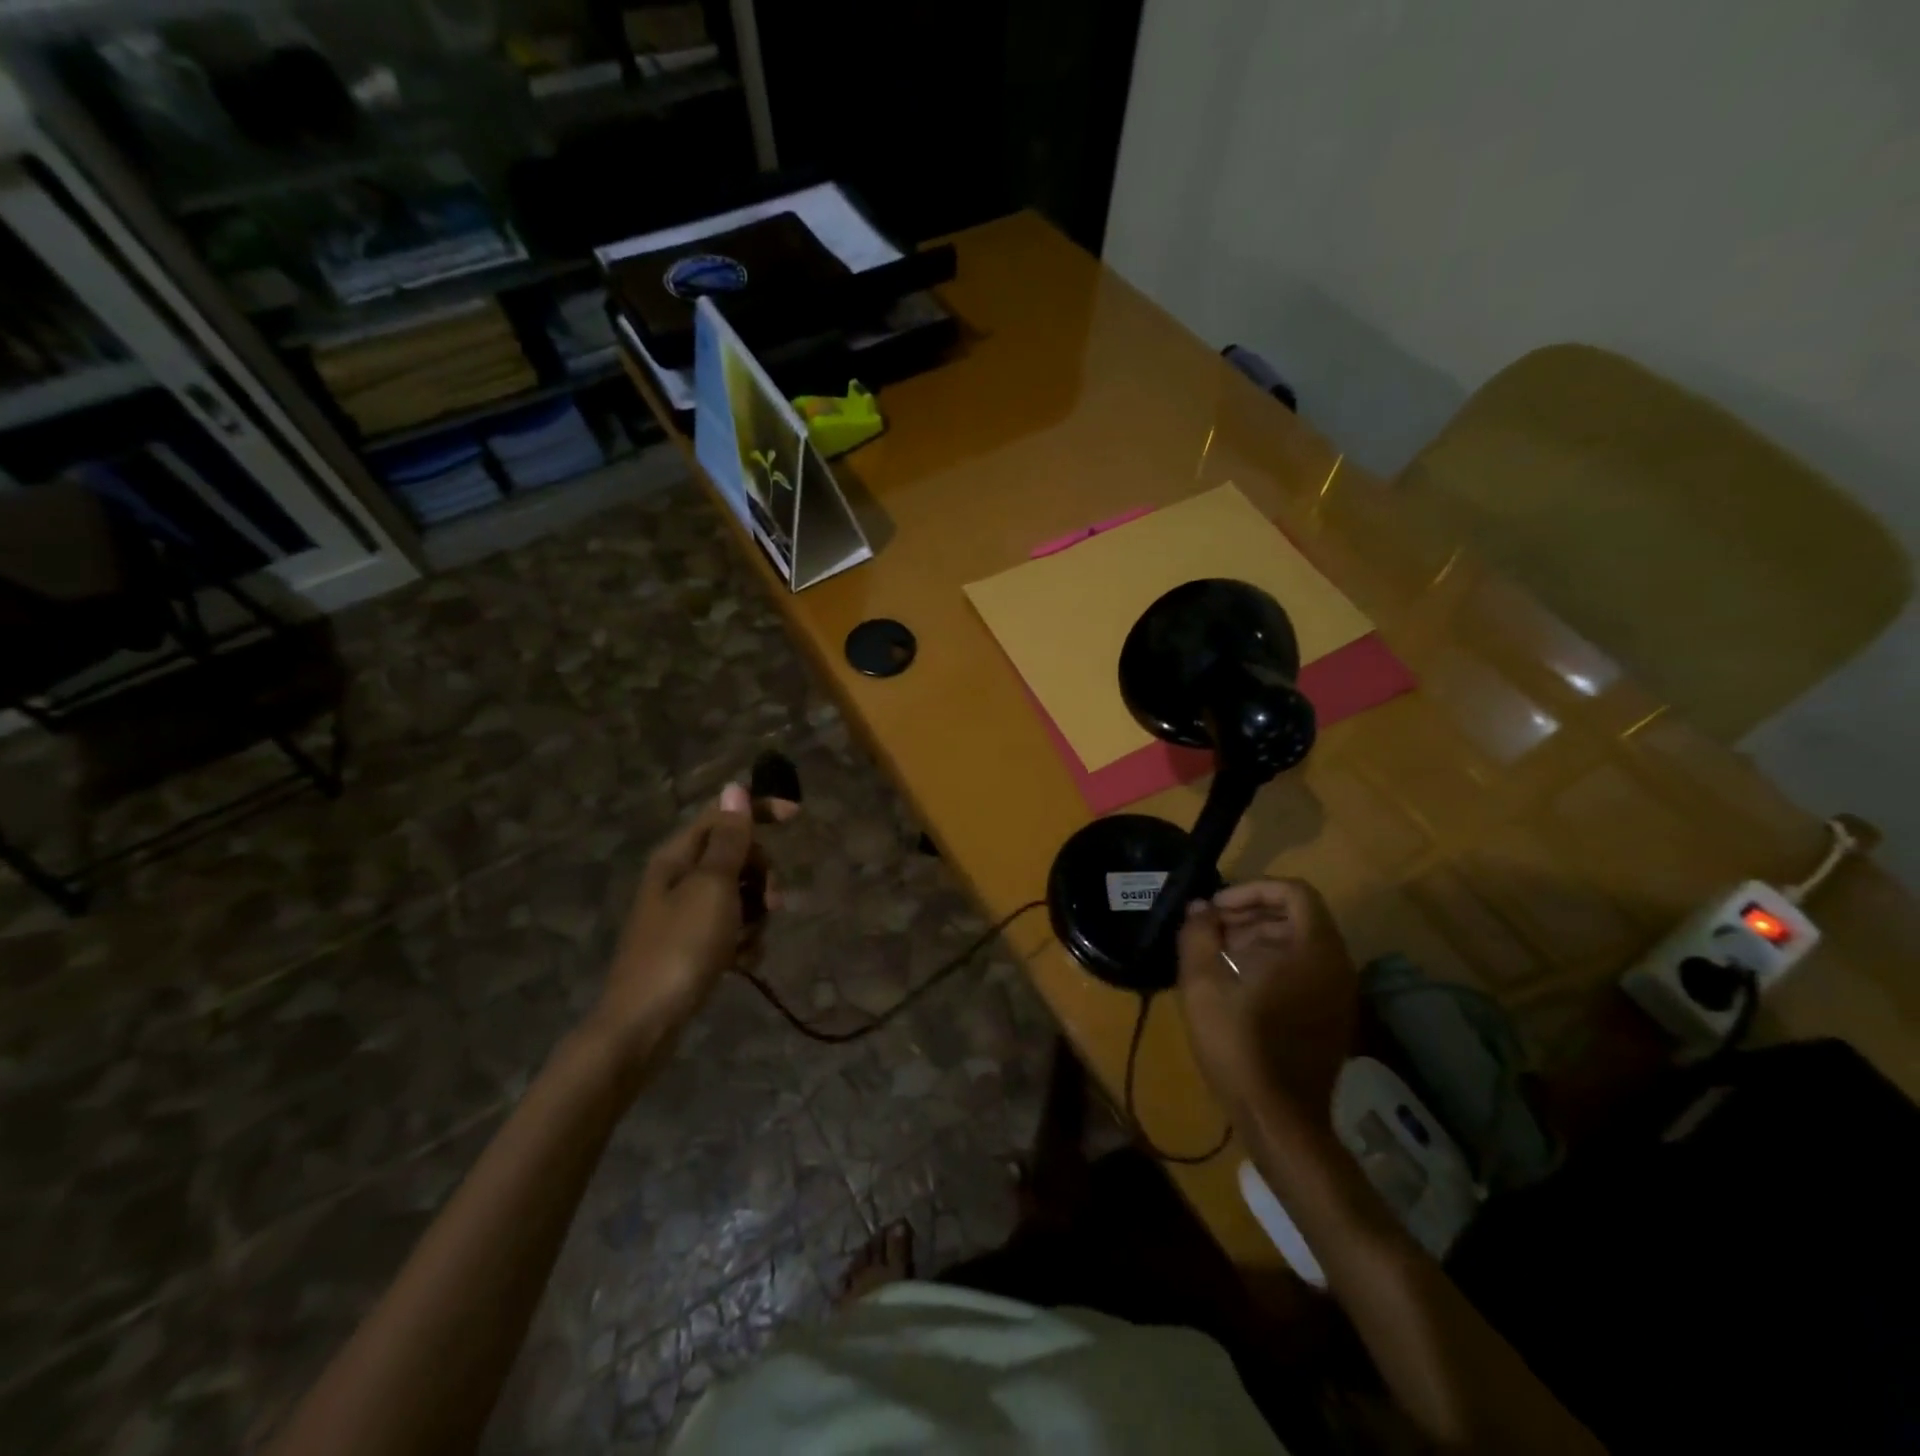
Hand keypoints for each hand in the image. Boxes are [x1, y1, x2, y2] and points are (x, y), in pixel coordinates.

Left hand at [592, 784, 761, 1060]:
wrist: (645, 1023)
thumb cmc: (681, 947)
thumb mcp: (712, 887)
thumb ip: (729, 840)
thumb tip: (734, 788)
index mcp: (678, 857)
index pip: (723, 816)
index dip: (759, 811)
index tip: (797, 817)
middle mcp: (679, 879)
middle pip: (736, 857)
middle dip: (761, 875)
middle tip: (771, 902)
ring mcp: (685, 915)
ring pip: (739, 896)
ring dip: (755, 915)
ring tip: (750, 941)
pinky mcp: (692, 947)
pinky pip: (731, 930)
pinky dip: (743, 942)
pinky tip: (743, 963)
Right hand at [1176, 878, 1357, 1118]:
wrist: (1281, 1121)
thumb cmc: (1240, 1045)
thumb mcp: (1203, 985)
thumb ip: (1199, 935)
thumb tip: (1199, 907)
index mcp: (1314, 950)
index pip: (1293, 892)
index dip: (1252, 889)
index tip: (1216, 907)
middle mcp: (1336, 965)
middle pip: (1297, 916)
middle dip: (1251, 913)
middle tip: (1211, 928)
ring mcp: (1339, 995)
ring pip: (1300, 944)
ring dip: (1258, 937)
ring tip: (1217, 953)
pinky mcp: (1332, 1019)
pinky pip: (1305, 971)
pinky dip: (1273, 963)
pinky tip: (1237, 983)